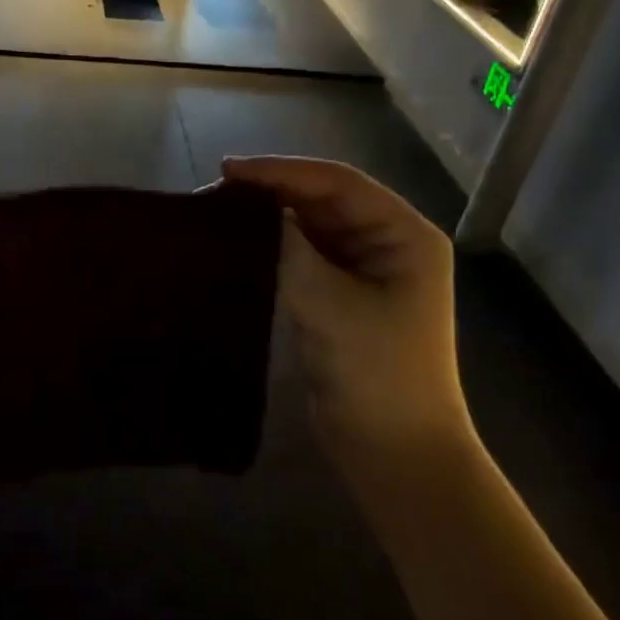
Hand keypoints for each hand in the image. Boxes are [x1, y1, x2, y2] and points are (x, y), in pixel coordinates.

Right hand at [223, 157, 469, 448]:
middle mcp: (388, 243)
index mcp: (404, 235)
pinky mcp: (342, 297)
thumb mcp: (326, 302)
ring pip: (311, 227)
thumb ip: (289, 247)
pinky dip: (273, 247)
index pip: (338, 183)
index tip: (229, 169)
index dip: (282, 170)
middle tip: (216, 190)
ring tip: (219, 211)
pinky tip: (239, 244)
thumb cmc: (374, 371)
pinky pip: (305, 257)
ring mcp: (365, 272)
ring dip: (270, 218)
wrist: (393, 450)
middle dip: (272, 191)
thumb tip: (250, 209)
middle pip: (324, 200)